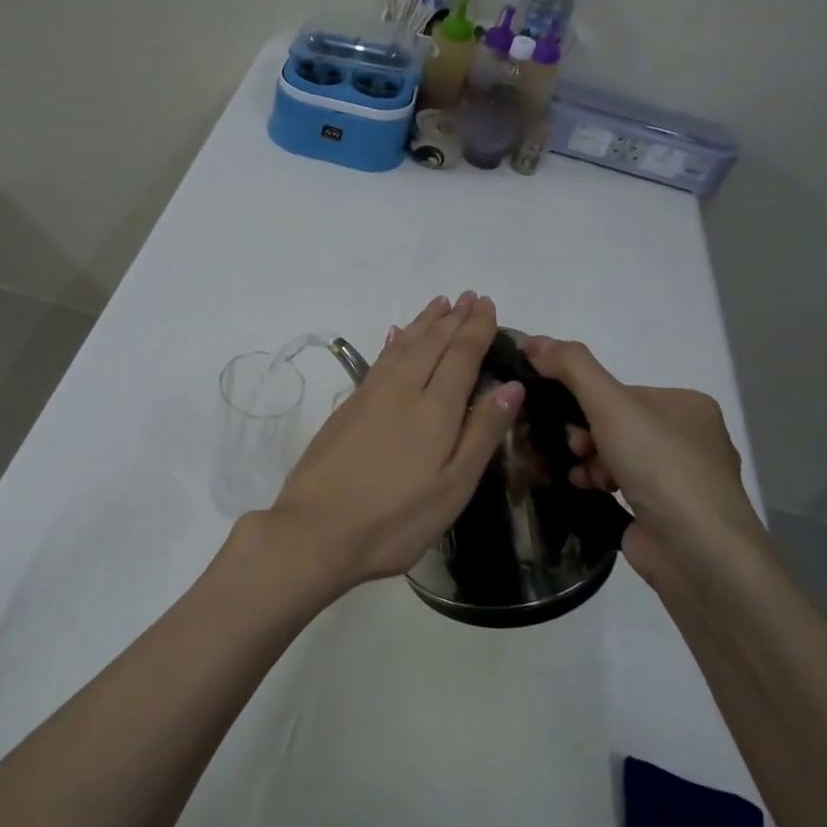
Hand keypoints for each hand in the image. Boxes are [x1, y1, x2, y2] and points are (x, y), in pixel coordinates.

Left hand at [264, 292, 522, 594]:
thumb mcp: (452, 488)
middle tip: (469, 296)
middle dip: (453, 318)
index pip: (461, 355)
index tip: (487, 305)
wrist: (315, 530)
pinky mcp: (347, 408)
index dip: (476, 328)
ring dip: (423, 323)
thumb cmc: (395, 520)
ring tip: (439, 304)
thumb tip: (511, 386)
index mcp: (434, 410)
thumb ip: (481, 433)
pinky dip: (393, 343)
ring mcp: (369, 397)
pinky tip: (396, 337)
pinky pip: (379, 361)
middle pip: (431, 344)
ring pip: (403, 347)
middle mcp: (401, 391)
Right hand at [521, 336, 770, 588]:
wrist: (699, 553)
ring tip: (581, 476)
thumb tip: (531, 339)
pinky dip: (599, 485)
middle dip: (586, 435)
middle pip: (616, 423)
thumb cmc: (661, 468)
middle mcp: (690, 438)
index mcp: (687, 405)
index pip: (621, 392)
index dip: (586, 402)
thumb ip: (572, 368)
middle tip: (574, 449)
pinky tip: (587, 491)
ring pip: (616, 455)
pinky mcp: (666, 513)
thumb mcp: (612, 405)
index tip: (564, 419)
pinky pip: (621, 486)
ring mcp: (680, 479)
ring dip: (589, 461)